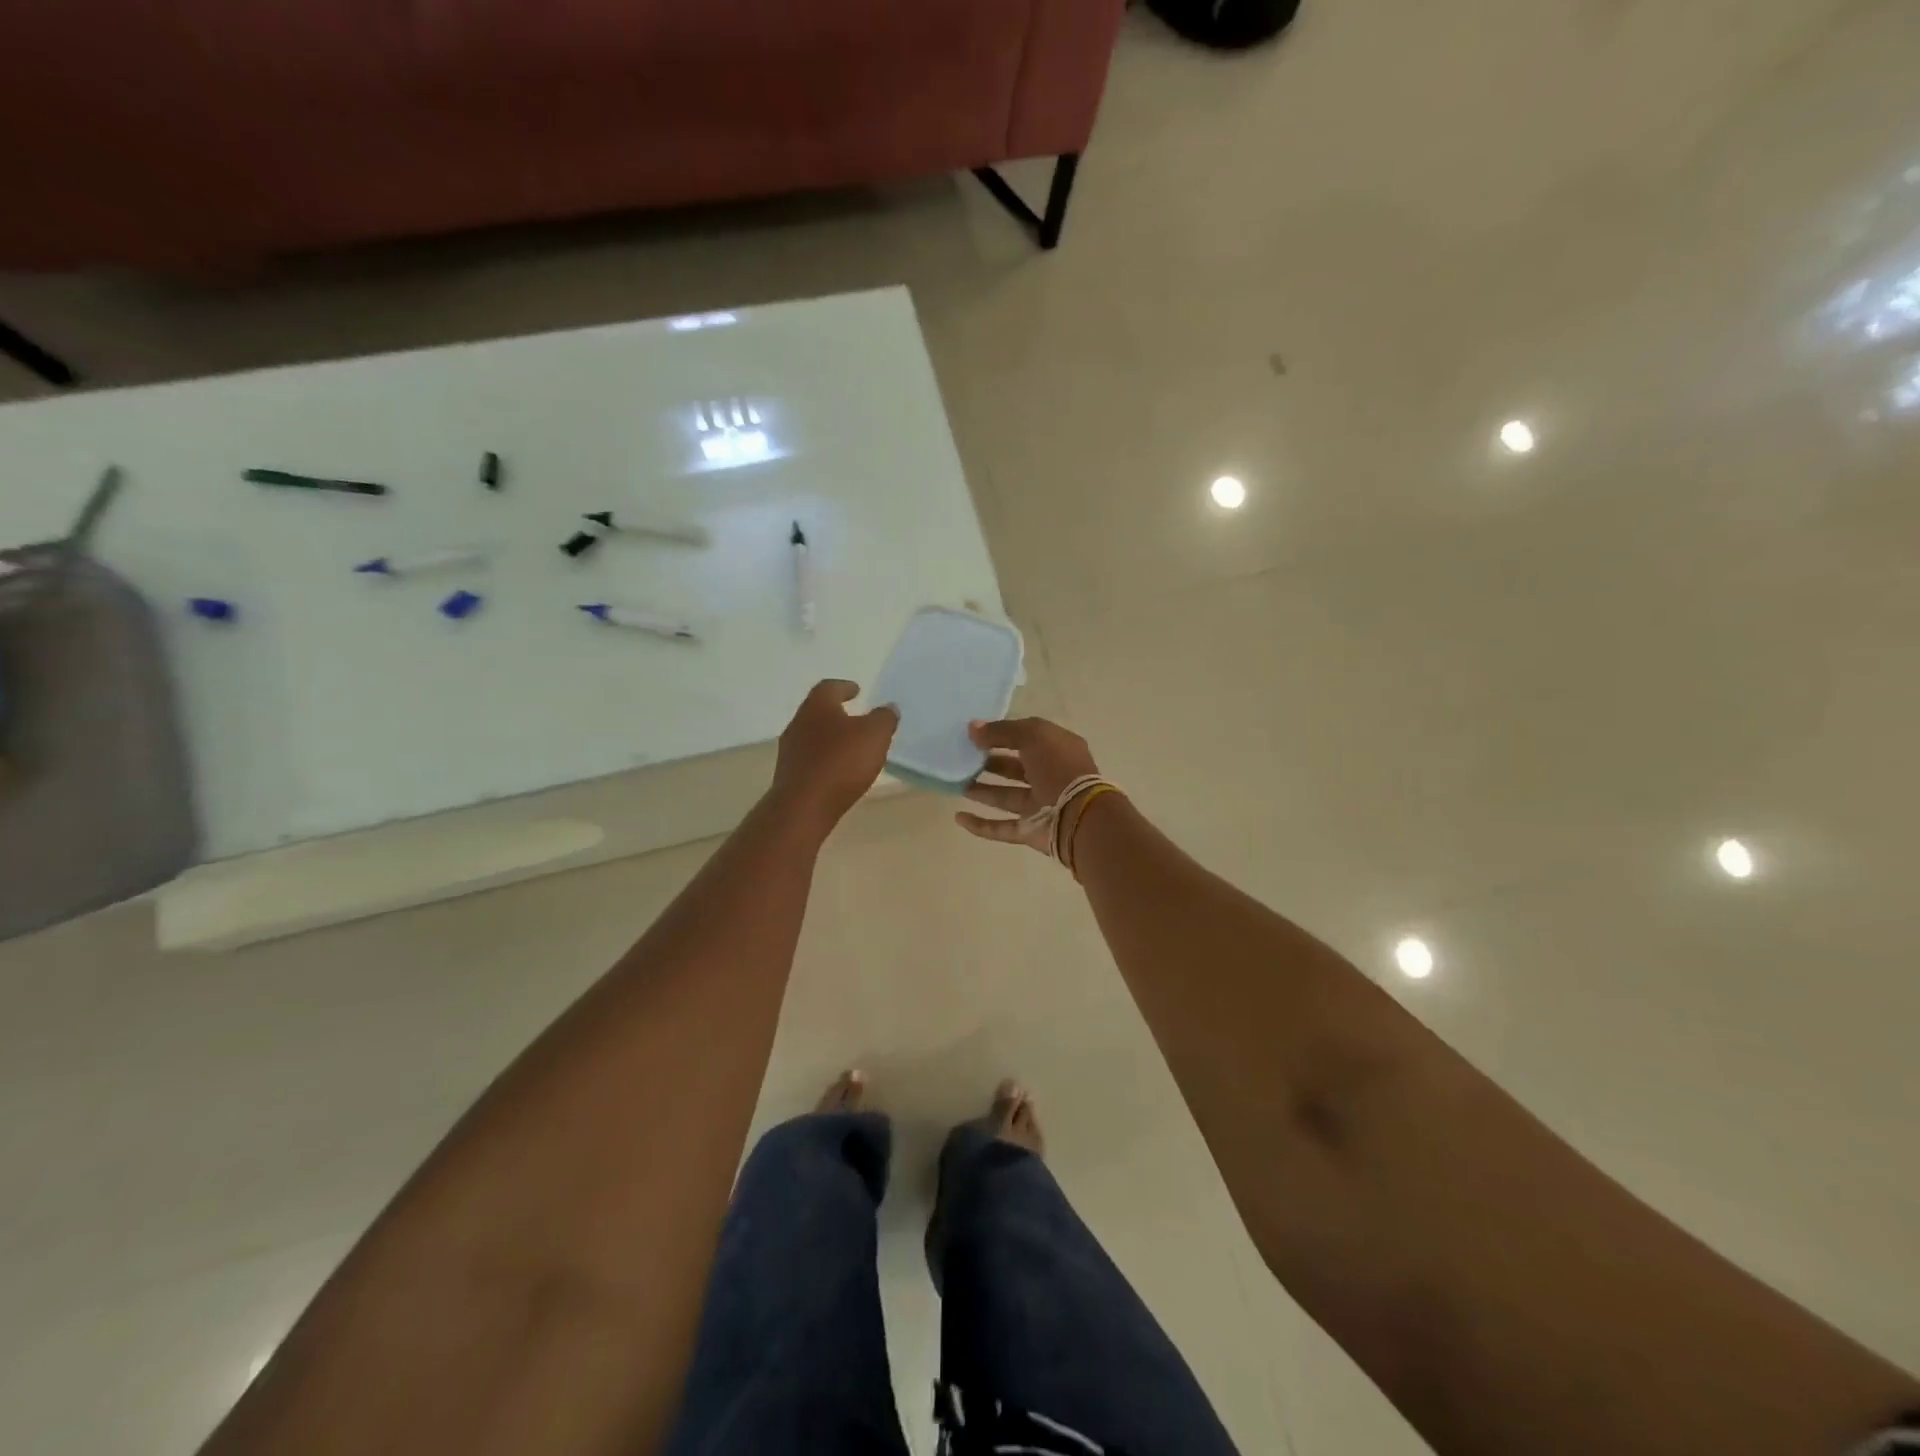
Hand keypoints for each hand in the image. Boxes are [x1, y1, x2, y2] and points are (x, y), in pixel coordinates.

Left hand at [771, 680, 898, 829]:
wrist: (804, 806)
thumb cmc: (841, 762)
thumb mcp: (875, 735)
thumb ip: (884, 718)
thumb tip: (888, 708)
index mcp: (817, 706)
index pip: (829, 687)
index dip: (844, 687)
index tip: (857, 690)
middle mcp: (798, 723)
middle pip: (818, 711)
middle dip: (837, 713)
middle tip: (856, 718)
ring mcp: (790, 750)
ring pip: (812, 736)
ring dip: (830, 738)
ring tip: (850, 746)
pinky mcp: (789, 775)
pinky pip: (810, 760)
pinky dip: (824, 759)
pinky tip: (838, 770)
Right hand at [955, 716, 1100, 850]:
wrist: (1078, 815)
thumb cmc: (1058, 766)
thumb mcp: (1032, 735)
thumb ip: (1001, 731)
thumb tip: (973, 728)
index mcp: (1057, 750)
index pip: (1027, 738)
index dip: (1001, 735)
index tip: (973, 735)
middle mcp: (1050, 777)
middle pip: (1015, 768)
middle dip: (989, 763)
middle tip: (962, 759)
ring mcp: (1041, 806)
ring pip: (1006, 797)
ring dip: (982, 791)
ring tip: (957, 784)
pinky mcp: (1031, 832)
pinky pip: (1001, 828)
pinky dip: (981, 825)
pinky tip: (959, 817)